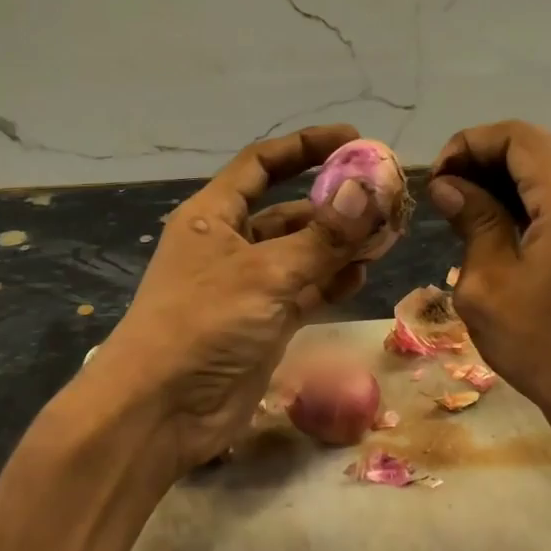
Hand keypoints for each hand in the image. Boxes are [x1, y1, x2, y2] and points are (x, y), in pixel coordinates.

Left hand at [74, 125, 382, 475]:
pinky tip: (362, 274)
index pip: (262, 164)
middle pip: (291, 211)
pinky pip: (307, 290)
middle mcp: (231, 245)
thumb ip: (323, 236)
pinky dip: (333, 281)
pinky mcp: (266, 323)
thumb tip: (369, 190)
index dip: (306, 147)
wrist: (163, 410)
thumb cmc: (203, 323)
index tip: (354, 140)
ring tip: (386, 236)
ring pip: (304, 253)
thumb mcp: (266, 272)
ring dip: (342, 245)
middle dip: (336, 204)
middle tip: (387, 200)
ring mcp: (250, 286)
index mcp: (214, 215)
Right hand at [429, 120, 550, 463]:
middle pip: (539, 146)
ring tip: (466, 206)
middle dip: (486, 157)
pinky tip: (499, 225)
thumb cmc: (543, 347)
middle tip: (447, 190)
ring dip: (507, 177)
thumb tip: (449, 186)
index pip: (518, 137)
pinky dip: (530, 199)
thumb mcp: (488, 286)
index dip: (470, 144)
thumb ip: (472, 222)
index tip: (437, 178)